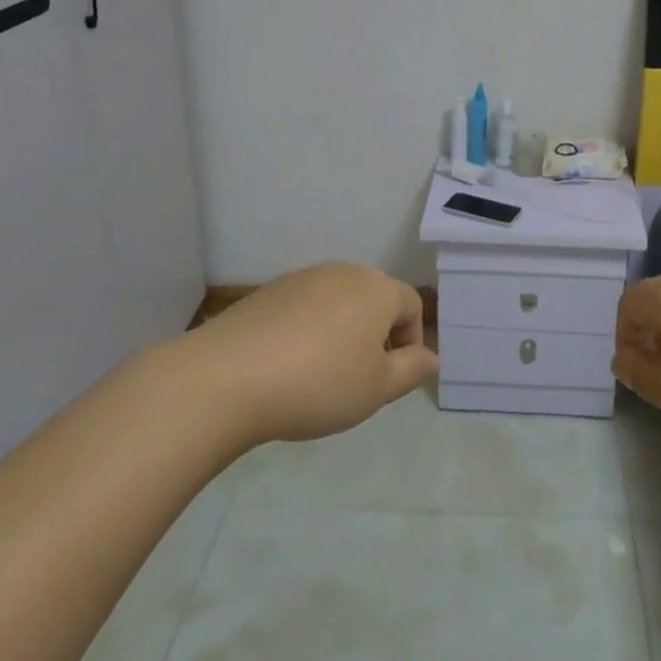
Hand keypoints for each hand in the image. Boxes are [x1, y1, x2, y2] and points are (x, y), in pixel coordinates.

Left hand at [189, 263, 439, 447]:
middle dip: (376, 334)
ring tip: (322, 374)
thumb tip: (433, 356)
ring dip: (342, 331)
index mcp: (377, 289)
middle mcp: (344, 272)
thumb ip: (412, 369)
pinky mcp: (269, 290)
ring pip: (338, 302)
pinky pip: (304, 307)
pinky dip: (307, 330)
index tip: (392, 378)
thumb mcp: (377, 388)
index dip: (411, 341)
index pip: (412, 305)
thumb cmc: (318, 384)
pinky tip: (287, 365)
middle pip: (374, 298)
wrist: (227, 378)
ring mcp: (303, 277)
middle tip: (361, 377)